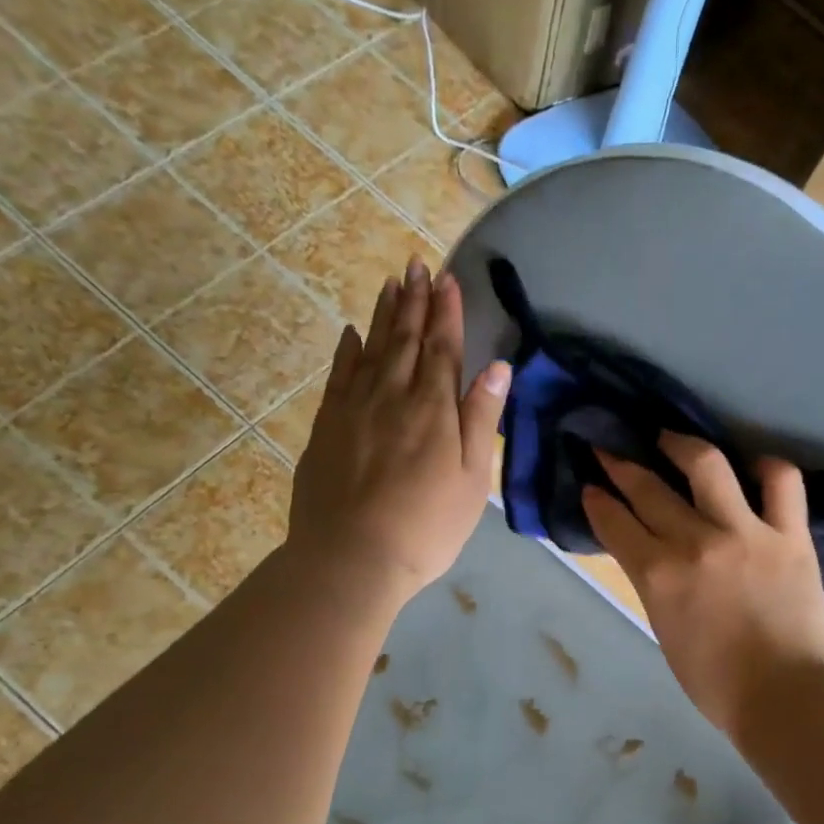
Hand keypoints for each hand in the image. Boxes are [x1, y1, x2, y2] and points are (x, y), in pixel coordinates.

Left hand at [286, 260, 508, 613]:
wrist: (351, 558)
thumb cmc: (426, 526)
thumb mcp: (471, 478)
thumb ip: (481, 419)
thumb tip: (497, 366)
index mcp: (433, 408)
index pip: (442, 348)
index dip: (446, 312)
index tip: (447, 278)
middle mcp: (392, 396)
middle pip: (405, 339)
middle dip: (414, 301)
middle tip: (417, 265)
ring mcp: (354, 409)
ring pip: (371, 349)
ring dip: (383, 315)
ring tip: (391, 283)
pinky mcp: (326, 427)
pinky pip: (338, 375)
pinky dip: (346, 350)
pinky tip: (351, 333)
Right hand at [582, 434, 823, 735]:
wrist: (782, 695)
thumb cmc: (714, 679)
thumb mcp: (663, 627)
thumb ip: (652, 581)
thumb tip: (646, 550)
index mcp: (658, 574)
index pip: (615, 522)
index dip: (597, 499)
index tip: (590, 485)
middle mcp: (695, 541)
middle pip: (648, 488)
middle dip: (620, 464)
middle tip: (610, 450)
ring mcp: (745, 531)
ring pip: (708, 465)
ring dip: (683, 444)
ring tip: (672, 439)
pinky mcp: (789, 533)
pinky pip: (782, 482)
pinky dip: (768, 467)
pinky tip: (754, 467)